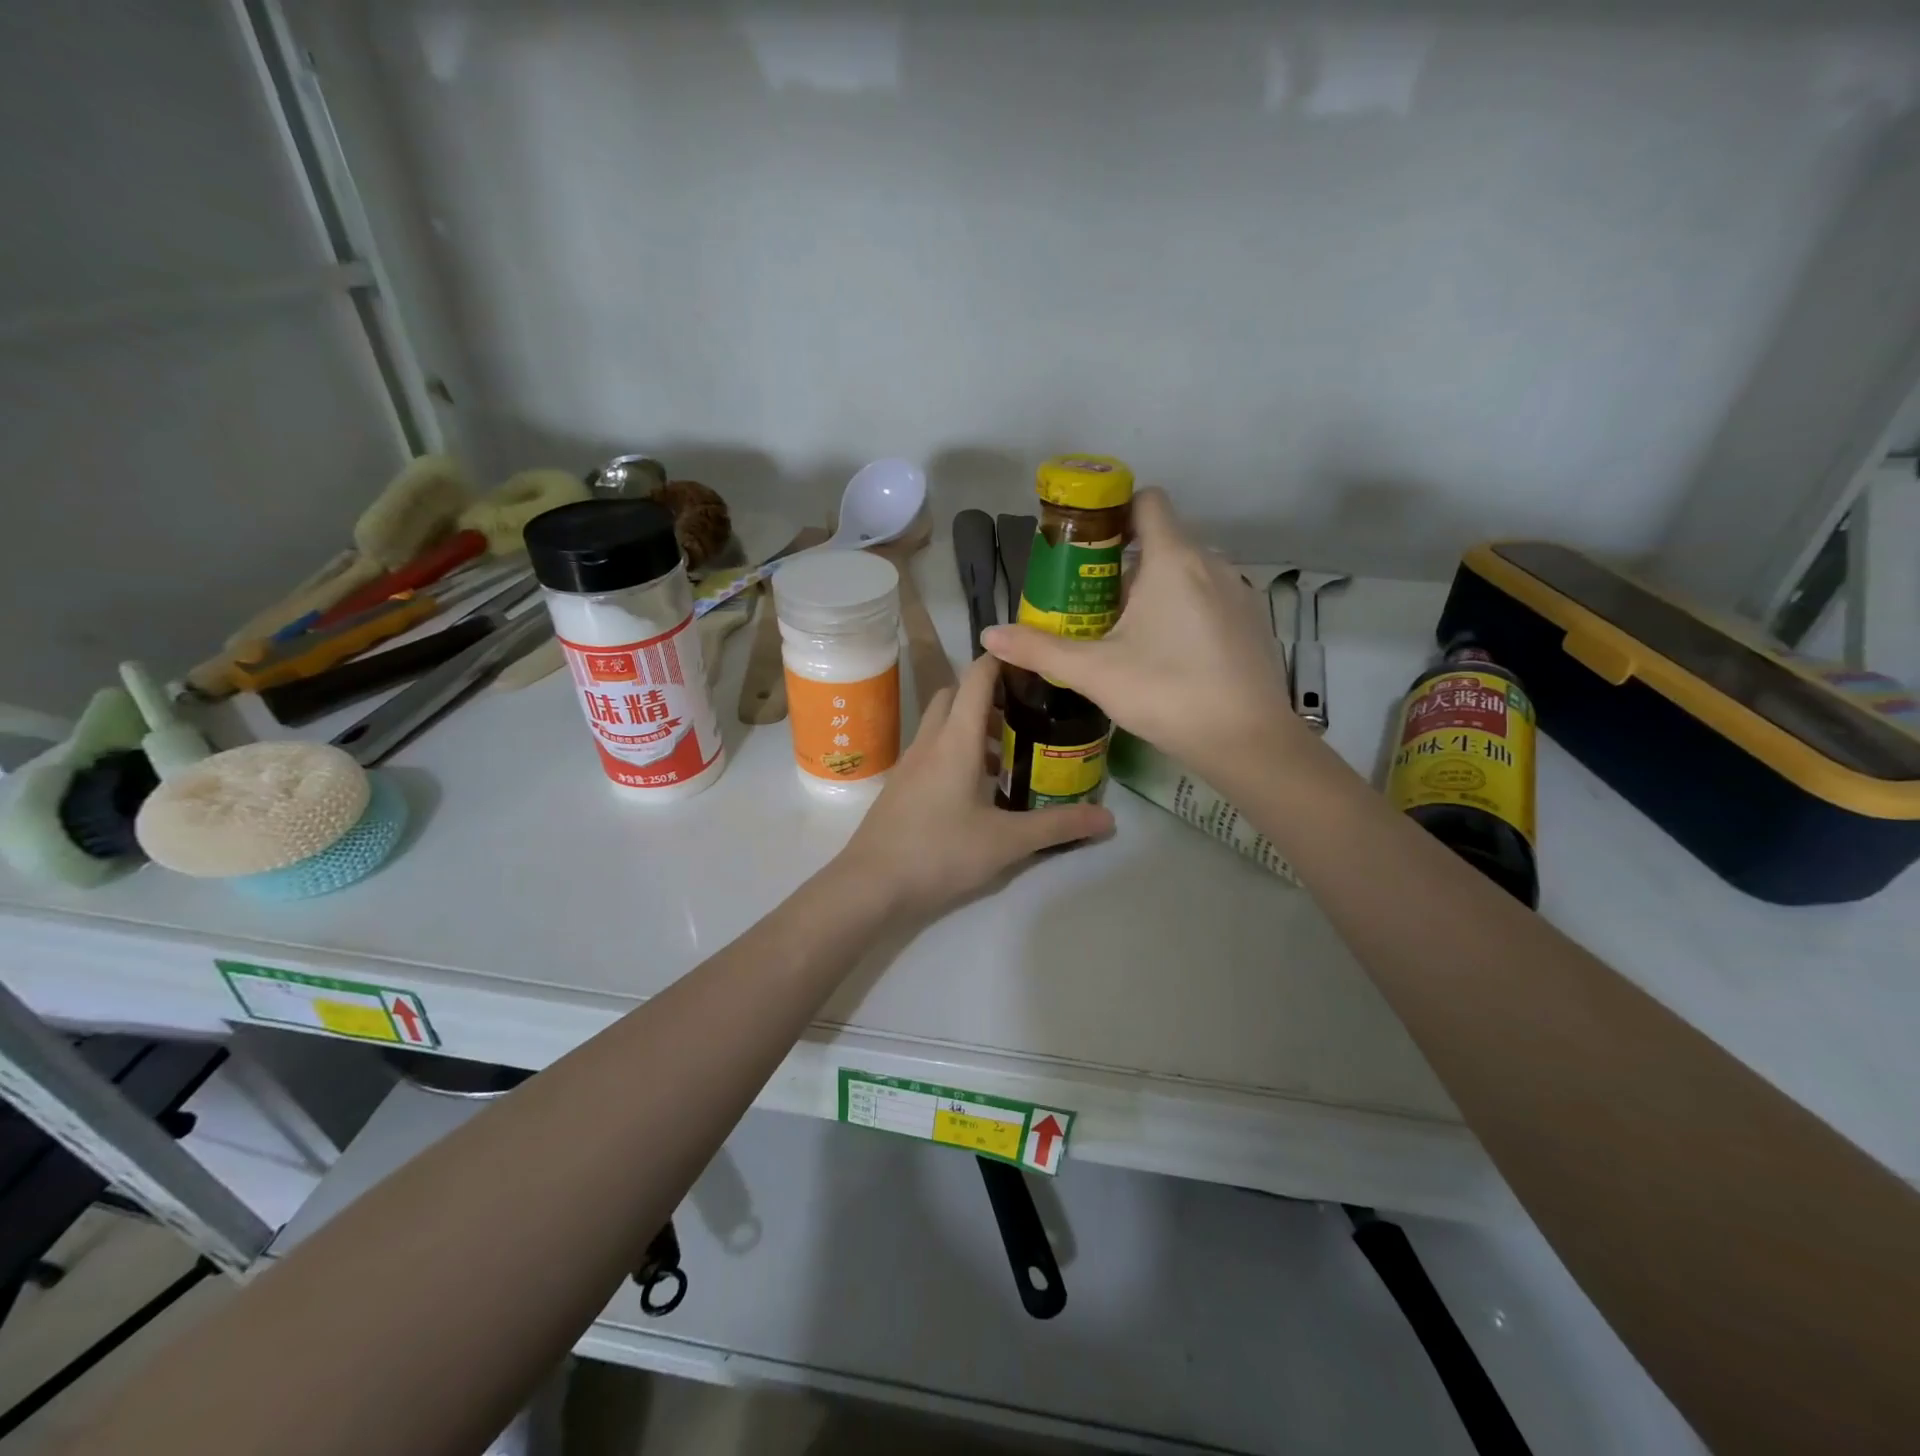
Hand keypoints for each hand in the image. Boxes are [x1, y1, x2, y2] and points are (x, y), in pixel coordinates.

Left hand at [837, 653, 1112, 918]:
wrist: (870, 885)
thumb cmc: (940, 853)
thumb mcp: (1006, 842)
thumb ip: (1058, 826)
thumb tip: (1109, 819)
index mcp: (956, 740)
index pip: (977, 677)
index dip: (1003, 660)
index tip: (1034, 661)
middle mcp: (930, 741)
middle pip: (956, 695)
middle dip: (988, 696)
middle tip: (1025, 717)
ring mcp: (910, 763)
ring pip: (942, 724)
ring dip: (972, 727)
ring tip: (1007, 757)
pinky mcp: (901, 785)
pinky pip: (932, 750)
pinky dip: (955, 751)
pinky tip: (976, 790)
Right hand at [982, 488, 1302, 778]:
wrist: (1248, 741)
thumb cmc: (1167, 693)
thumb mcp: (1095, 672)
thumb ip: (1039, 649)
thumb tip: (988, 634)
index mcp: (1173, 560)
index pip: (1147, 501)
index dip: (1115, 513)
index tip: (1086, 547)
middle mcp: (1211, 563)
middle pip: (1162, 541)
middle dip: (1124, 564)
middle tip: (1090, 603)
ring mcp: (1238, 593)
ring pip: (1186, 572)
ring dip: (1154, 590)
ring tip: (1125, 633)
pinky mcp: (1252, 622)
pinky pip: (1209, 598)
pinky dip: (1183, 610)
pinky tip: (1168, 655)